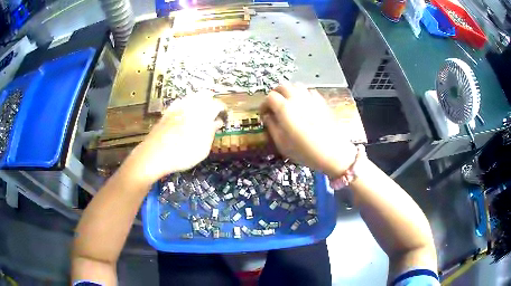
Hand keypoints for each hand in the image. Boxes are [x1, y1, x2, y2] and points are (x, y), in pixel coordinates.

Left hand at [128, 94, 224, 182]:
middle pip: (205, 95)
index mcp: (203, 112)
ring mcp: (177, 107)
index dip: (223, 111)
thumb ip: (211, 132)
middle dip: (211, 103)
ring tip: (200, 116)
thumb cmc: (183, 154)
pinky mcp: (167, 112)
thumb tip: (217, 122)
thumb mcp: (203, 148)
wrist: (155, 155)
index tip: (224, 118)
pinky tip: (185, 117)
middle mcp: (191, 105)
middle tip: (213, 115)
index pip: (218, 105)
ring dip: (199, 103)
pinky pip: (180, 103)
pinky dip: (186, 107)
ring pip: (192, 97)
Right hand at [260, 83, 356, 177]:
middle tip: (274, 106)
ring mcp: (311, 98)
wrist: (333, 152)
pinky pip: (310, 91)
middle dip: (275, 94)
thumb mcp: (282, 143)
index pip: (270, 97)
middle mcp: (297, 99)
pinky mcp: (322, 102)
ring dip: (289, 92)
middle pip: (283, 86)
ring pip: (296, 86)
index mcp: (285, 108)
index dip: (264, 104)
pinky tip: (304, 105)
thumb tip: (267, 117)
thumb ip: (271, 127)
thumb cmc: (305, 151)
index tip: (264, 114)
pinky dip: (303, 94)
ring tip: (289, 103)